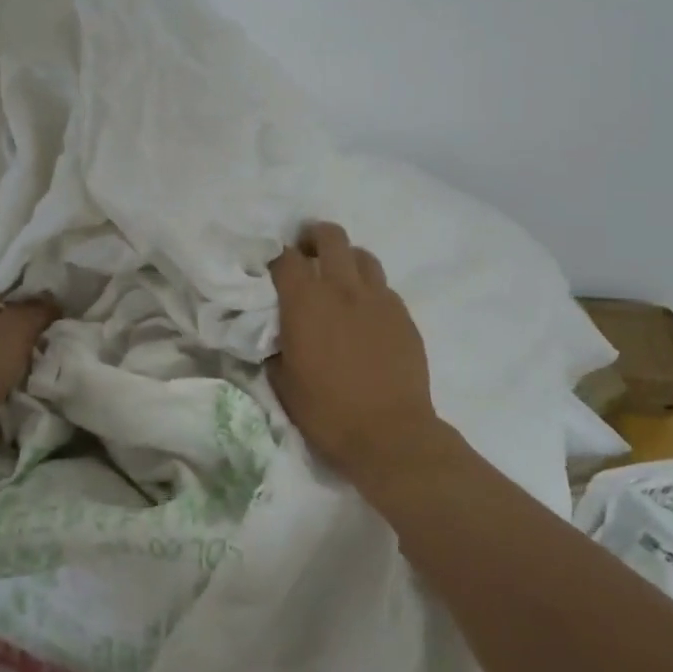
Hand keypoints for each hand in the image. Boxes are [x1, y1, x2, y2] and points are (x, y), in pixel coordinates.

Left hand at [0, 268, 58, 475]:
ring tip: (57, 320)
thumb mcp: (17, 328)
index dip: (16, 254)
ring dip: (24, 326)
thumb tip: (56, 300)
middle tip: (62, 289)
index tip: (46, 256)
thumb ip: (40, 308)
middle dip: (27, 293)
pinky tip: (41, 352)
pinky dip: (16, 353)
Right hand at [268, 223, 440, 483]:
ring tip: (338, 279)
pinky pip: (383, 287)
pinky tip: (364, 313)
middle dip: (314, 237)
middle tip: (306, 253)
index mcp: (306, 301)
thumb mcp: (282, 381)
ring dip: (345, 259)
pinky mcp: (403, 315)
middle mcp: (343, 288)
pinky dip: (369, 289)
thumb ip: (275, 346)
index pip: (285, 257)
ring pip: (362, 256)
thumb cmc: (327, 412)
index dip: (274, 256)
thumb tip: (275, 332)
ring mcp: (378, 299)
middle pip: (330, 236)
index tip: (270, 266)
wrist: (390, 435)